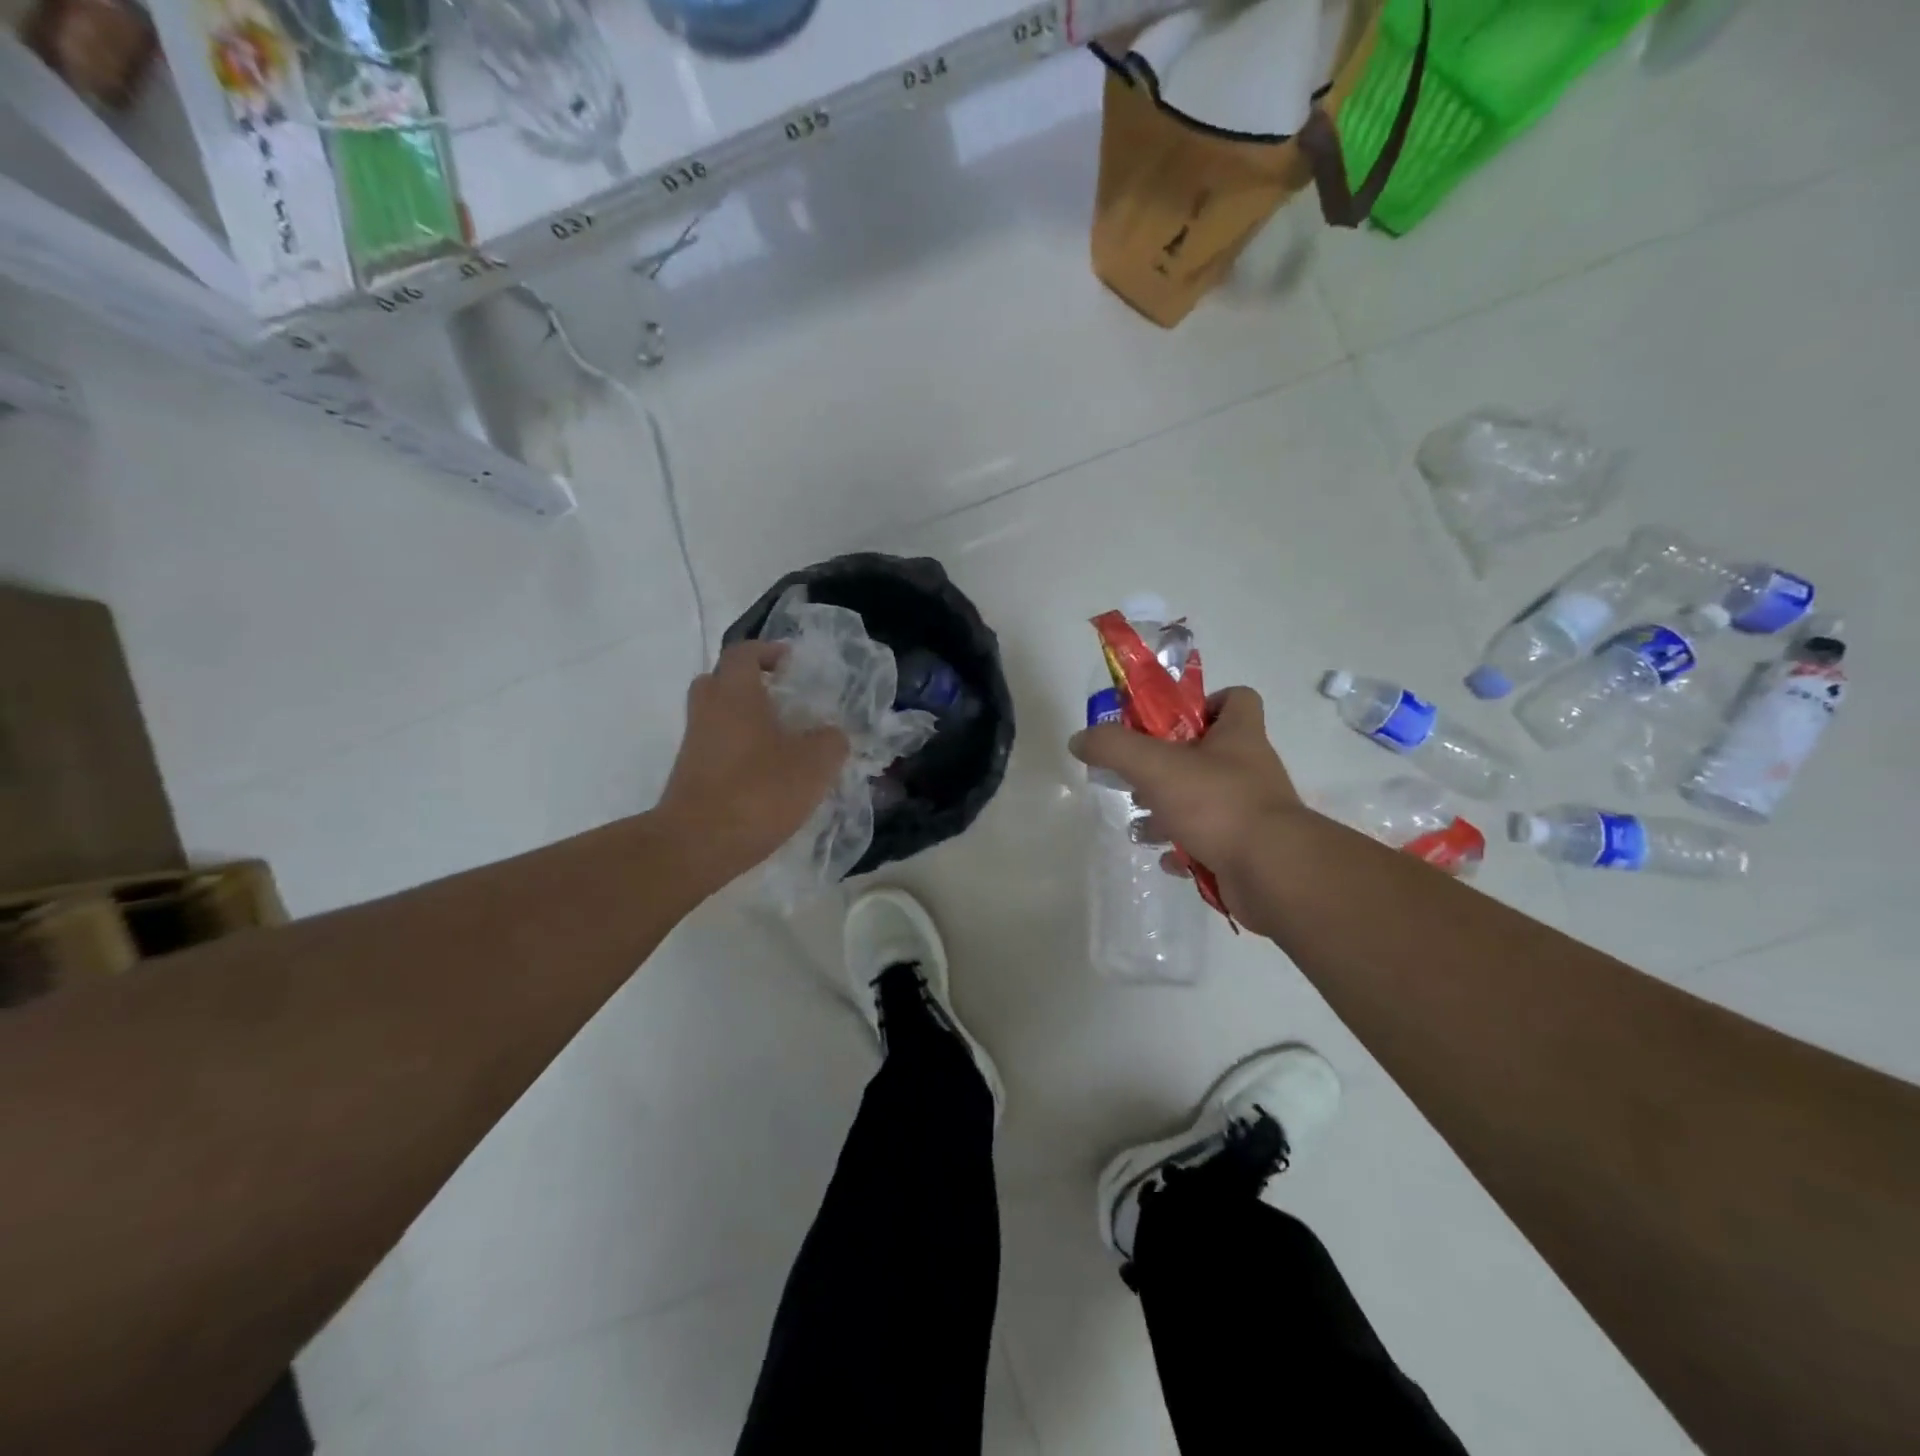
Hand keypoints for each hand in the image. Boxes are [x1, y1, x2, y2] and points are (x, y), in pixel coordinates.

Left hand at [655, 642, 848, 890]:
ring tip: (782, 740)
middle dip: (751, 684)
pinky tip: (767, 773)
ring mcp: (694, 743)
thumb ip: (831, 741)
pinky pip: (716, 747)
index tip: (791, 663)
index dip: (767, 651)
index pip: (744, 652)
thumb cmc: (758, 791)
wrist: (696, 844)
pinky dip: (738, 749)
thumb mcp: (814, 764)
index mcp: (735, 693)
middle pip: (721, 681)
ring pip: (718, 716)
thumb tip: (831, 735)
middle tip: (782, 698)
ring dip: (745, 719)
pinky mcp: (690, 774)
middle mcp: (708, 710)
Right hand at [1069, 686, 1303, 924]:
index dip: (1204, 702)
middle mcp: (1249, 769)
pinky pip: (1209, 842)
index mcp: (1239, 736)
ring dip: (1169, 810)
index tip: (1168, 721)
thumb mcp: (1155, 766)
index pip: (1236, 699)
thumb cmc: (1218, 804)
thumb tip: (1079, 739)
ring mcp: (1250, 812)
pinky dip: (1184, 848)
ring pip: (1204, 801)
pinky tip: (1165, 857)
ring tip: (1140, 822)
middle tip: (1138, 777)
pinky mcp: (1246, 849)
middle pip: (1208, 753)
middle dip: (1167, 765)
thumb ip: (1113, 747)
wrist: (1273, 873)